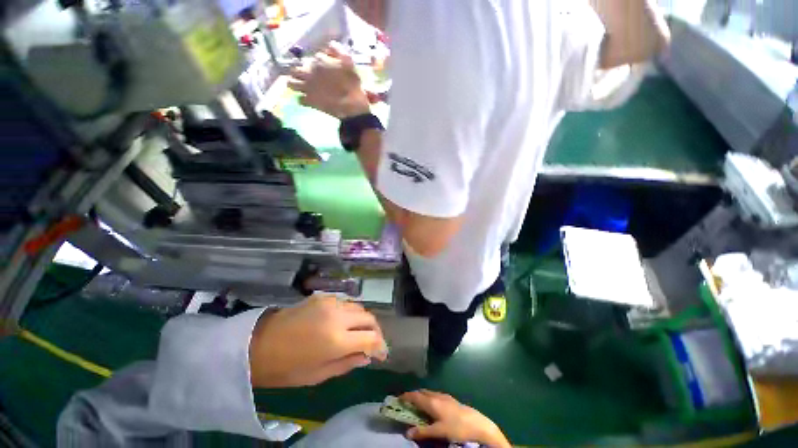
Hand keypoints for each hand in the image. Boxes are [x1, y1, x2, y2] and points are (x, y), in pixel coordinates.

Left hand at [249, 294, 386, 387]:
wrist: (257, 345)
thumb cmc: (286, 368)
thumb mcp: (319, 375)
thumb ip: (348, 363)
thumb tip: (367, 356)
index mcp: (337, 340)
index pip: (372, 338)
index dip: (381, 346)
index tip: (382, 354)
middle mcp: (338, 316)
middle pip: (370, 317)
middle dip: (376, 331)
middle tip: (373, 343)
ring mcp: (330, 302)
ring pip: (359, 307)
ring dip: (364, 320)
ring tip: (359, 332)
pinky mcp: (322, 297)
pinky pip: (345, 303)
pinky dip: (350, 313)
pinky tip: (343, 322)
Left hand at [288, 43, 371, 118]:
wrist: (352, 105)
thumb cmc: (352, 84)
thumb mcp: (349, 62)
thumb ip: (337, 50)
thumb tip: (329, 44)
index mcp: (318, 61)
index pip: (311, 58)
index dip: (316, 64)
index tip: (321, 69)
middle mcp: (309, 72)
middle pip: (295, 69)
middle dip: (298, 72)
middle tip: (304, 77)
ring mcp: (308, 87)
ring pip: (291, 83)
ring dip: (295, 84)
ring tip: (301, 87)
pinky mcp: (310, 101)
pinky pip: (300, 100)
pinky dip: (303, 100)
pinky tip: (308, 100)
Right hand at [400, 390, 510, 447]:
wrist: (477, 424)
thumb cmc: (456, 427)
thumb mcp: (438, 432)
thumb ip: (422, 431)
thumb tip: (407, 432)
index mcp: (432, 401)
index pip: (415, 396)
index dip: (406, 396)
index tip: (398, 398)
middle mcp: (437, 395)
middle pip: (422, 392)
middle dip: (414, 395)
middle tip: (407, 402)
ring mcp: (445, 396)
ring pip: (429, 393)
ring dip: (422, 396)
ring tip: (418, 404)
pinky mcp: (451, 400)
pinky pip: (436, 395)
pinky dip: (429, 398)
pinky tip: (433, 406)